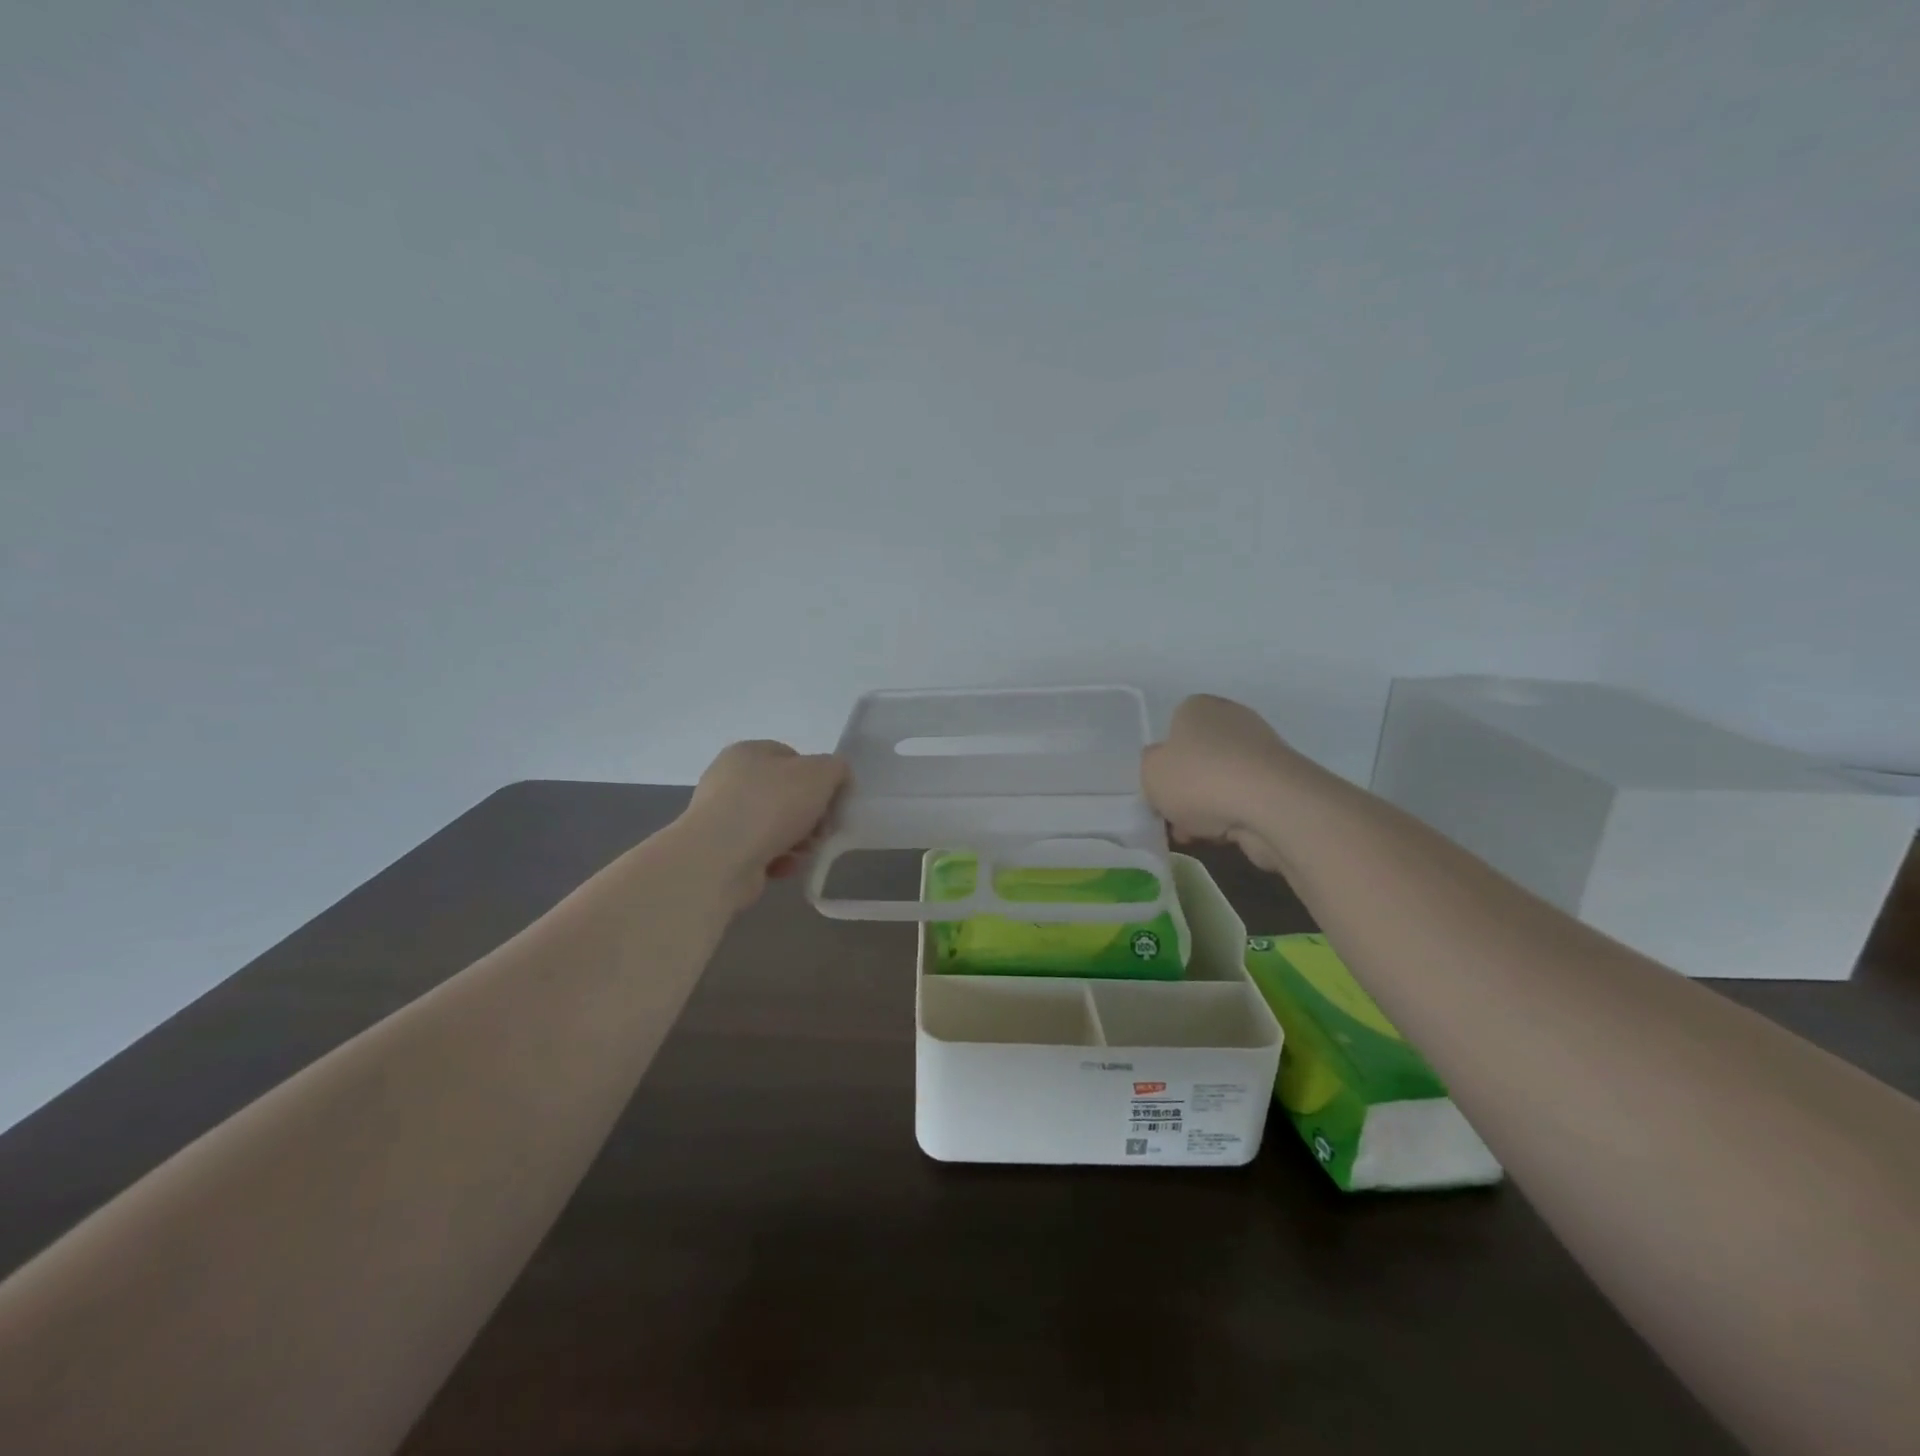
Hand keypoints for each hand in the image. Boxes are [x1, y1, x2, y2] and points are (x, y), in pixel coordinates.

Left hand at [678, 741, 849, 909]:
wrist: (719, 858)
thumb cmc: (771, 805)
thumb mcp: (820, 774)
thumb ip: (836, 769)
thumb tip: (836, 778)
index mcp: (748, 752)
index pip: (792, 757)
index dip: (818, 778)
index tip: (832, 800)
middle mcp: (729, 780)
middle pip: (784, 794)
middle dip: (809, 814)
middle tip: (823, 831)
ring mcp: (721, 817)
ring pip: (774, 825)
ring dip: (796, 840)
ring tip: (804, 853)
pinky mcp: (719, 851)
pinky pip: (759, 851)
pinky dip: (776, 859)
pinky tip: (784, 867)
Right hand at [1142, 695, 1292, 873]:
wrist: (1271, 805)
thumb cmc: (1200, 778)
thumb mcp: (1151, 771)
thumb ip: (1150, 766)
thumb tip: (1164, 766)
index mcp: (1199, 707)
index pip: (1174, 728)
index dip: (1164, 760)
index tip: (1159, 787)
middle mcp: (1233, 719)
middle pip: (1199, 757)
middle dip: (1186, 789)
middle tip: (1174, 815)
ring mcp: (1262, 751)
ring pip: (1221, 782)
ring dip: (1207, 807)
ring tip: (1196, 834)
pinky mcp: (1281, 783)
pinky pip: (1244, 800)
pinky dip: (1232, 817)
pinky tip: (1222, 836)